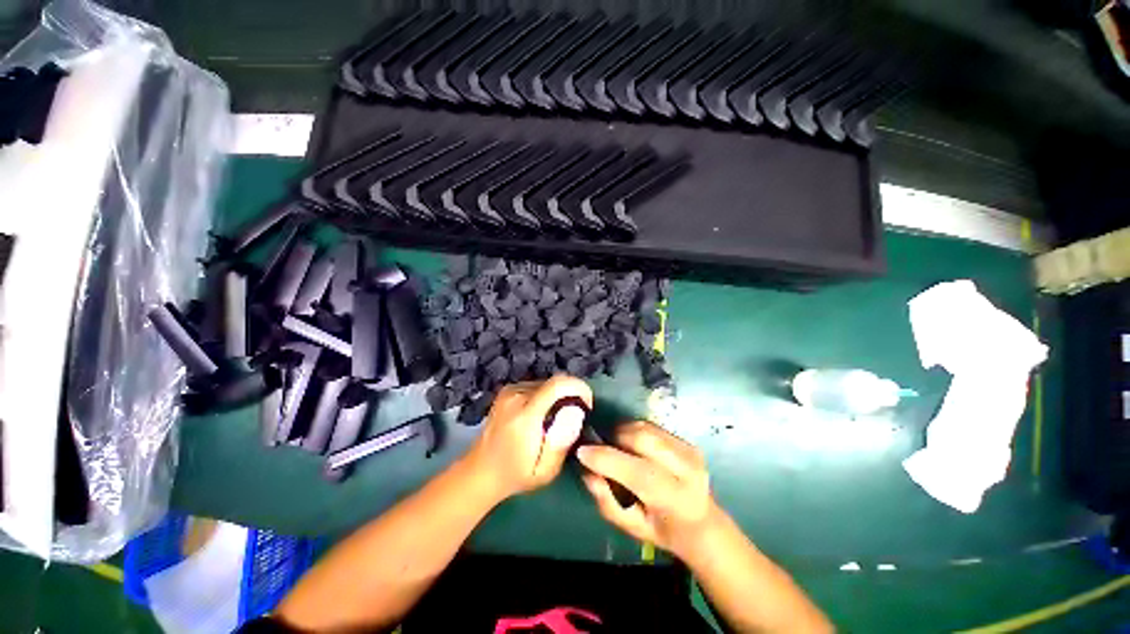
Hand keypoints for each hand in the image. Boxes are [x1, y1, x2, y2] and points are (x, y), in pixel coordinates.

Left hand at [465, 375, 591, 501]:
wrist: (480, 471)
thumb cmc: (515, 475)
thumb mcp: (545, 470)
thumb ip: (562, 441)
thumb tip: (576, 412)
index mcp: (524, 414)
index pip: (558, 384)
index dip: (579, 388)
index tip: (587, 405)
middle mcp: (516, 395)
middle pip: (555, 382)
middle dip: (570, 397)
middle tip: (572, 420)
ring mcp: (509, 390)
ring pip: (547, 383)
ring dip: (558, 397)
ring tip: (556, 421)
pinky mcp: (508, 390)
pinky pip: (537, 385)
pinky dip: (546, 396)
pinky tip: (542, 416)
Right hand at [577, 421, 721, 560]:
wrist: (703, 523)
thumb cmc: (663, 529)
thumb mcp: (632, 527)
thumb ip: (607, 501)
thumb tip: (588, 471)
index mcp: (675, 500)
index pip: (638, 473)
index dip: (607, 459)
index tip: (583, 452)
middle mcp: (687, 470)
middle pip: (644, 439)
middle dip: (615, 438)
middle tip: (601, 447)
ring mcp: (689, 451)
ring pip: (646, 428)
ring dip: (624, 432)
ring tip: (616, 446)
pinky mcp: (687, 441)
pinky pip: (652, 426)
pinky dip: (635, 430)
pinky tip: (631, 444)